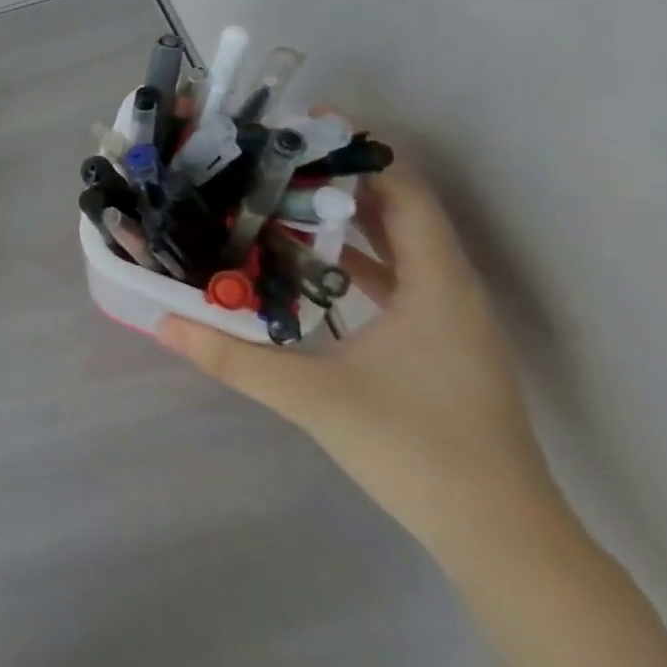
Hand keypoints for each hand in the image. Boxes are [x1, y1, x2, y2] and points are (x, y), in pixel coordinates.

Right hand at [157, 160, 563, 558]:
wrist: (503, 541)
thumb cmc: (417, 452)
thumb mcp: (313, 398)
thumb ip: (234, 358)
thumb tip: (163, 323)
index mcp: (438, 289)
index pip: (404, 195)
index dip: (361, 154)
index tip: (306, 125)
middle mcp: (452, 294)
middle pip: (402, 214)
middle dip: (344, 180)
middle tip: (279, 158)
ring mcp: (452, 323)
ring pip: (401, 248)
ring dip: (350, 219)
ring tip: (284, 199)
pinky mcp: (443, 348)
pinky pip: (400, 280)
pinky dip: (358, 259)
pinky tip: (310, 265)